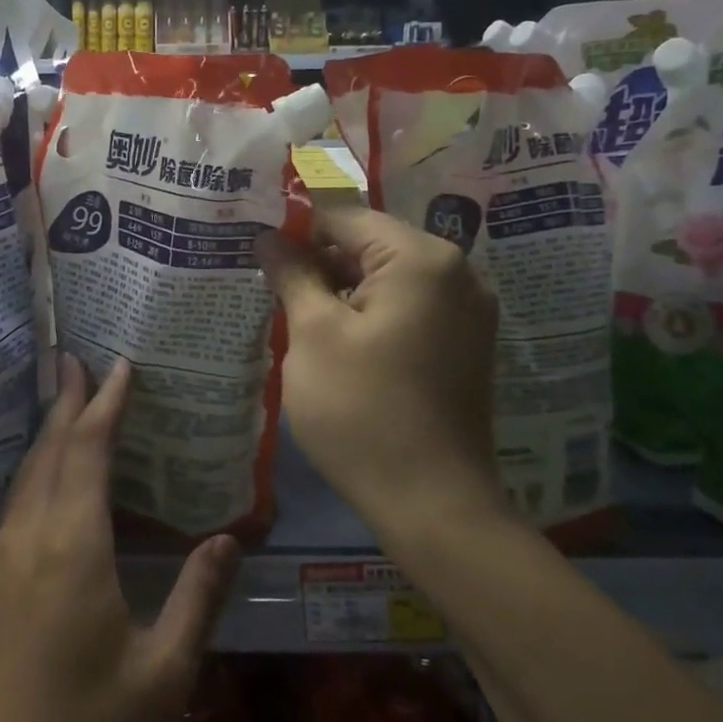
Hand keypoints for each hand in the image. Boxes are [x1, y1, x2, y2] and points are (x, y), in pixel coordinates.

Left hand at [0, 356, 242, 721]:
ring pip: (28, 471)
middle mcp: (34, 534)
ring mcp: (5, 556)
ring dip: (48, 429)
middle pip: (50, 449)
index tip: (120, 366)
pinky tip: (46, 475)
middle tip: (79, 359)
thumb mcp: (160, 676)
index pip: (88, 451)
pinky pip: (18, 498)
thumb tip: (229, 540)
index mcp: (74, 545)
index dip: (105, 405)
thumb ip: (197, 600)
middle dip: (68, 401)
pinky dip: (37, 465)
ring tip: (65, 400)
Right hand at [257, 206, 504, 535]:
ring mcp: (467, 311)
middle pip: (370, 245)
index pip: (344, 218)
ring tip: (293, 312)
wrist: (432, 503)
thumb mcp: (313, 334)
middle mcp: (456, 272)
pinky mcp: (463, 344)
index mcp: (421, 259)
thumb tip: (269, 237)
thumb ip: (291, 274)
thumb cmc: (362, 409)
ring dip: (340, 289)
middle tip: (268, 286)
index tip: (255, 252)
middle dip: (317, 261)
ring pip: (387, 278)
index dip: (294, 230)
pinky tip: (333, 340)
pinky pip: (407, 307)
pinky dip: (369, 313)